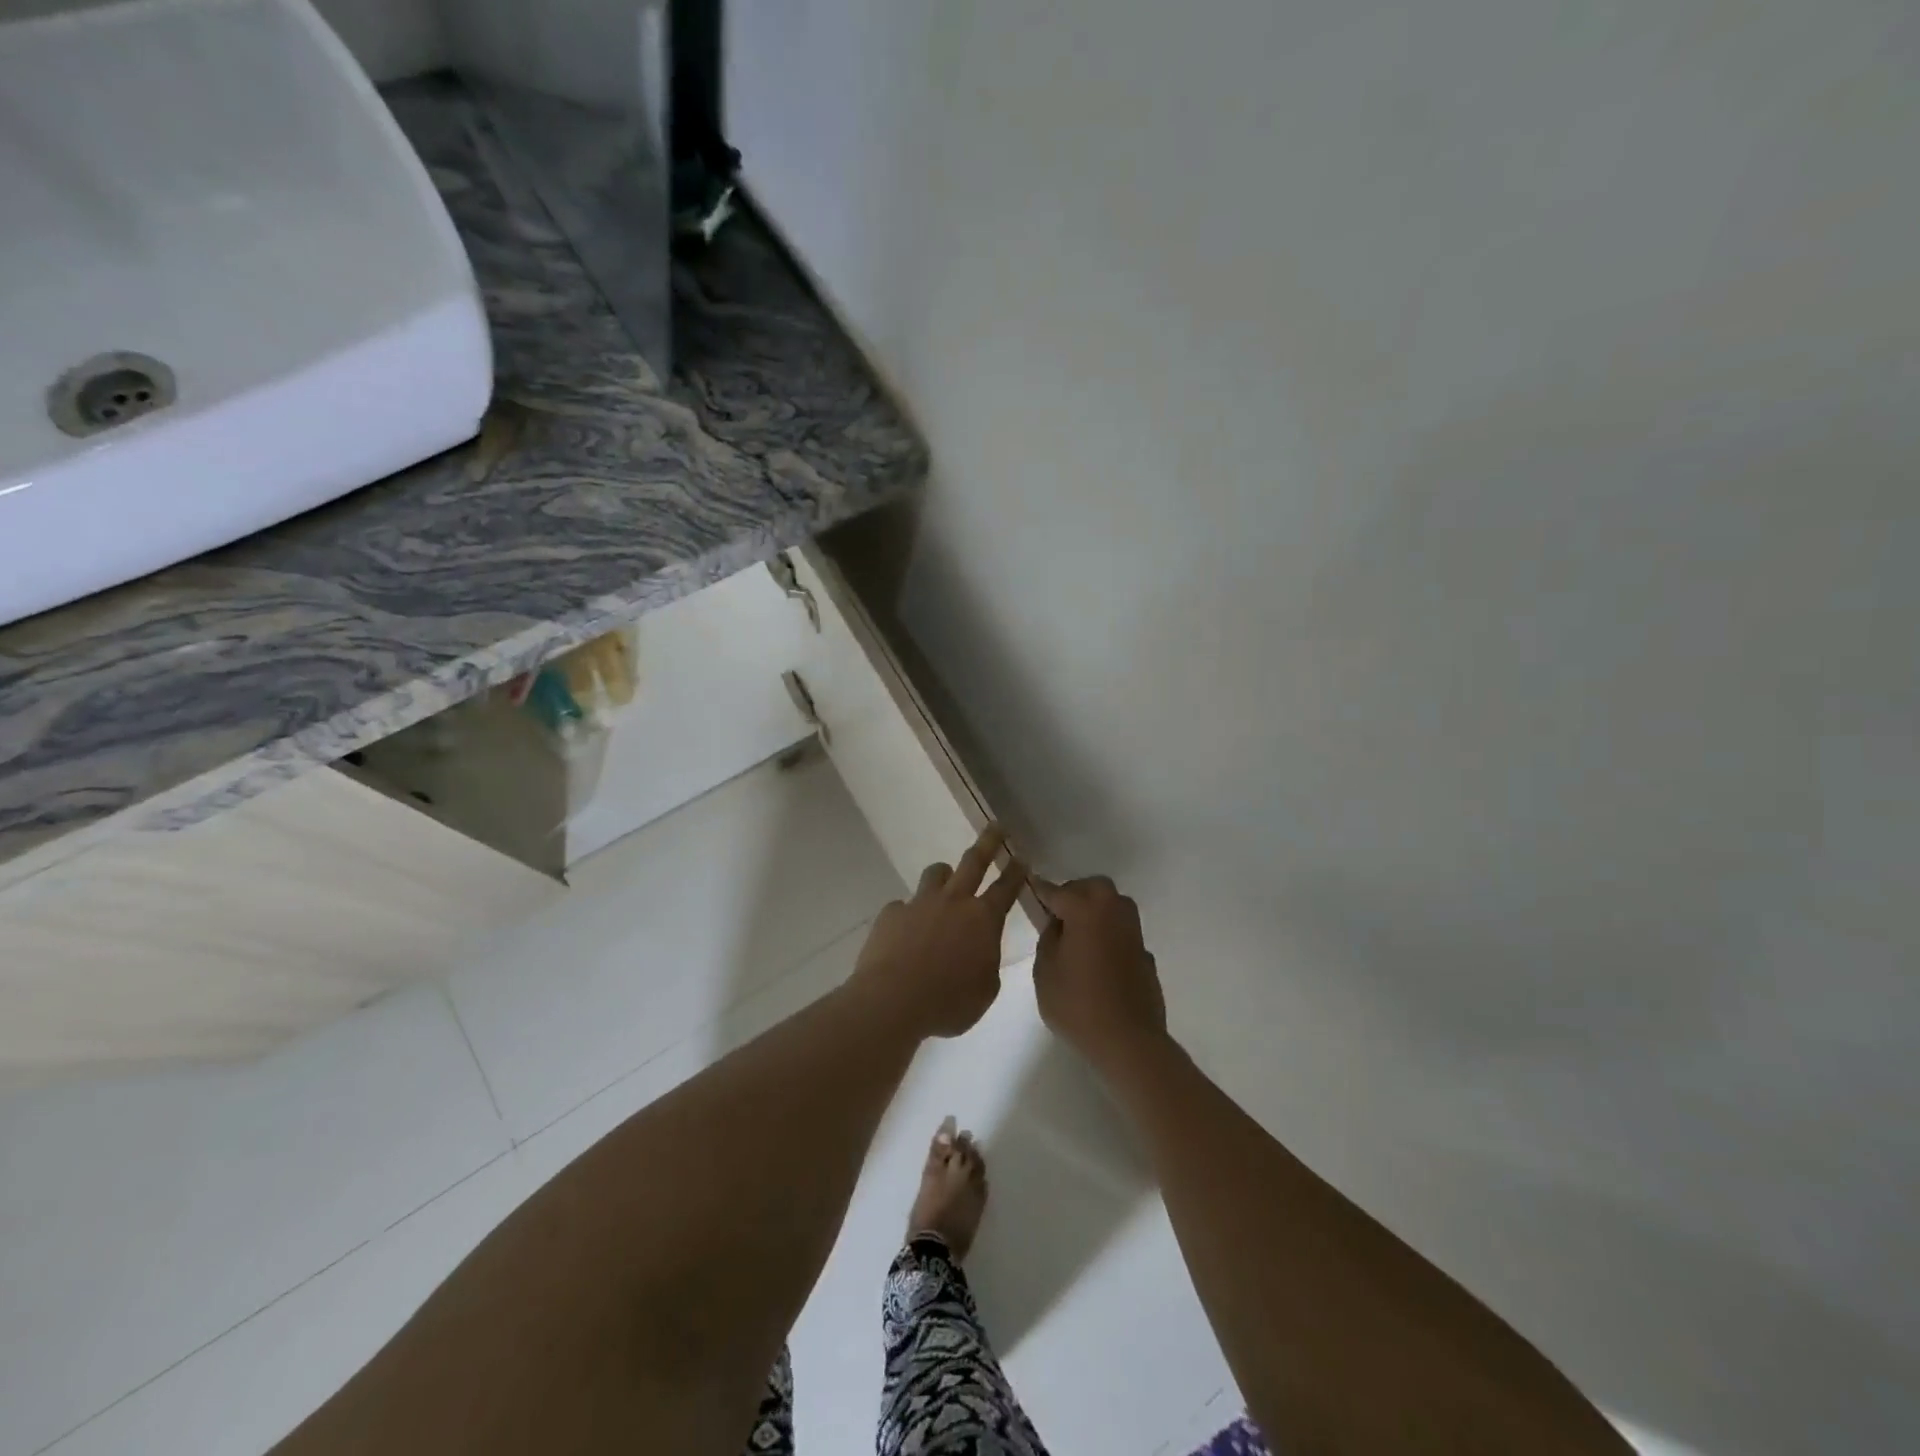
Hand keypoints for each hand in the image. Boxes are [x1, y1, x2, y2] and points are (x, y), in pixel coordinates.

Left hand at [850, 826, 1026, 1039]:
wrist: (893, 1000)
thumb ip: (987, 963)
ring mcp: (920, 903)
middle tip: (996, 827)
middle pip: (974, 862)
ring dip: (944, 876)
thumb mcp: (984, 991)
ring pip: (936, 874)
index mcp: (983, 920)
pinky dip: (909, 916)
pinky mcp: (891, 914)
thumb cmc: (948, 1003)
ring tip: (945, 882)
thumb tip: (979, 952)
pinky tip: (905, 934)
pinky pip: (903, 907)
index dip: (1016, 872)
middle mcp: (953, 902)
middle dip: (988, 842)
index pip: (1006, 888)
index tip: (1022, 856)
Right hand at [1032, 876, 1167, 1075]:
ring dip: (1095, 911)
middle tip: (1057, 916)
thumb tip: (1058, 924)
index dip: (1040, 890)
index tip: (1030, 887)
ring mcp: (1134, 932)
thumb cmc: (1077, 1004)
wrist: (1128, 1040)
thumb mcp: (1045, 971)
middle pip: (1092, 888)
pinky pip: (1122, 932)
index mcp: (1085, 909)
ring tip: (1077, 935)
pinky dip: (1109, 935)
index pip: (1057, 890)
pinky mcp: (1145, 953)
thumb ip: (1048, 938)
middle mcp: (1113, 911)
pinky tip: (1098, 959)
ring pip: (1112, 905)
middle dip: (1074, 894)